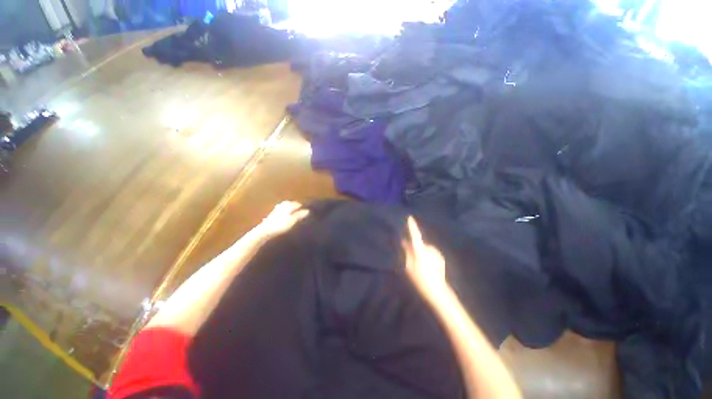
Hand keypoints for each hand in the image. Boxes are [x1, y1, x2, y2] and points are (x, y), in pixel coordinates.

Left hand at [253, 201, 309, 238]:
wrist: (264, 231)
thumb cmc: (280, 226)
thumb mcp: (292, 221)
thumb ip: (299, 215)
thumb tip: (308, 211)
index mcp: (287, 206)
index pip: (295, 204)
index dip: (300, 206)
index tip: (305, 209)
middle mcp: (281, 206)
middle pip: (288, 203)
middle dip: (293, 205)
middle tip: (299, 208)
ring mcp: (275, 211)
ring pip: (283, 206)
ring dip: (287, 207)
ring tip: (291, 211)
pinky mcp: (271, 216)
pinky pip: (279, 210)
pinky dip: (283, 211)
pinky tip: (283, 216)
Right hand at [402, 217, 447, 300]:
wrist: (437, 291)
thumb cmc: (420, 280)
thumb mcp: (409, 267)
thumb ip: (407, 253)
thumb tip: (404, 242)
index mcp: (420, 252)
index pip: (415, 237)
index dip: (412, 227)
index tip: (410, 218)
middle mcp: (430, 250)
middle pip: (419, 244)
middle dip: (415, 248)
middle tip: (412, 261)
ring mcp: (436, 253)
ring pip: (425, 249)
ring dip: (422, 254)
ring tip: (421, 267)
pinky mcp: (440, 257)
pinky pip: (430, 253)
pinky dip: (428, 257)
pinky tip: (428, 268)